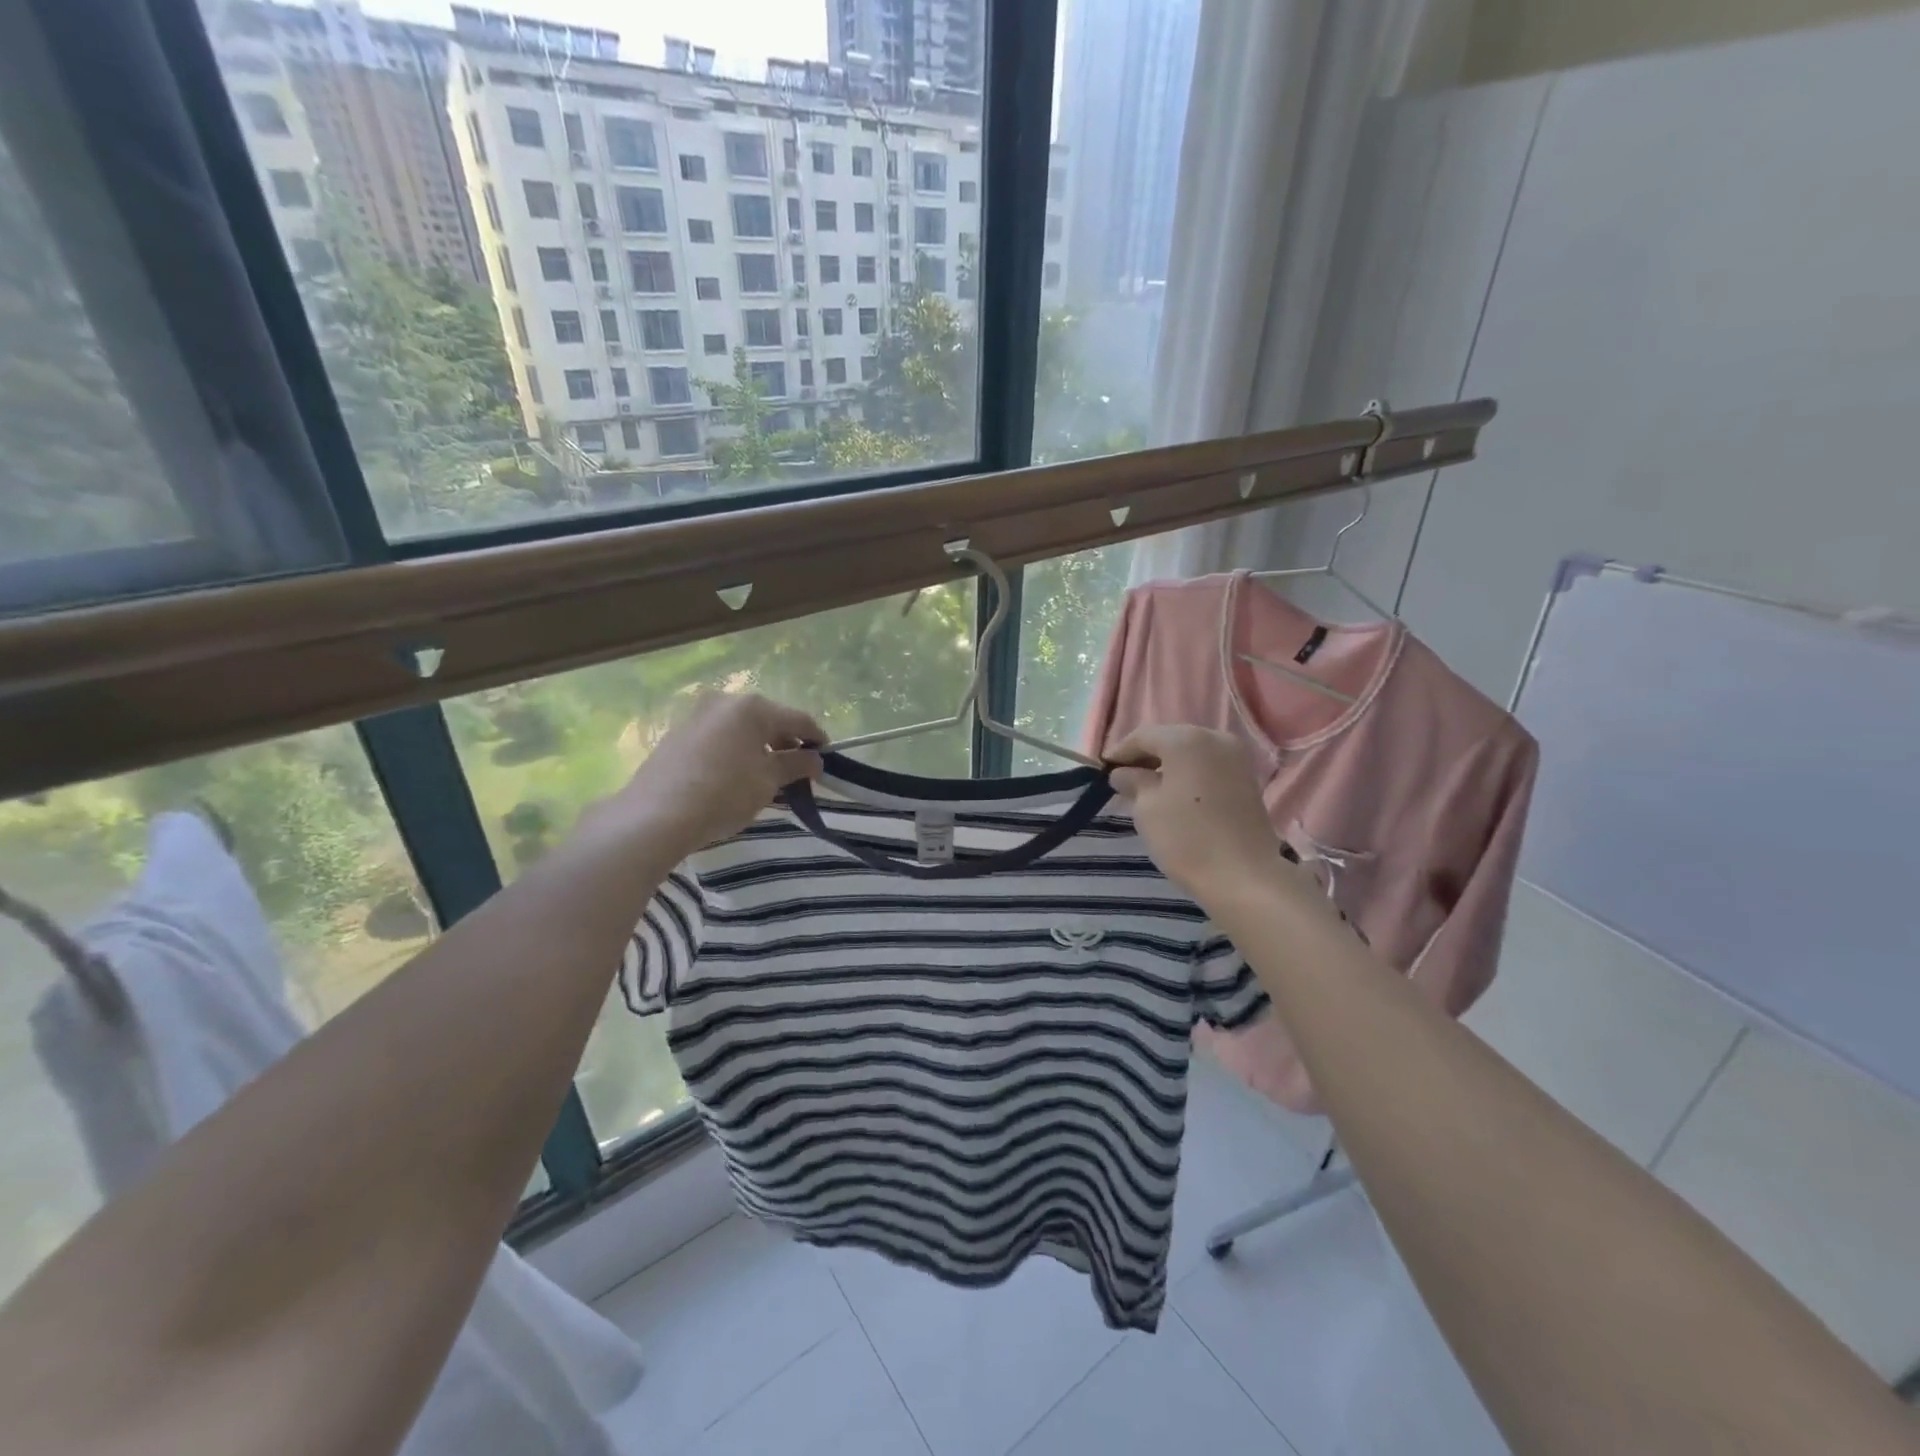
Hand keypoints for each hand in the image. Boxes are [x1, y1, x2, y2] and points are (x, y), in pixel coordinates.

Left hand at [610, 692, 823, 857]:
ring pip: (741, 729)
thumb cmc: (724, 793)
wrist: (656, 816)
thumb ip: (796, 765)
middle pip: (768, 720)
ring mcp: (697, 716)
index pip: (798, 719)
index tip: (827, 758)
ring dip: (759, 748)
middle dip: (786, 743)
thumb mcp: (768, 781)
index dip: (817, 738)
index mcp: (752, 707)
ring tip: (767, 776)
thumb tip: (815, 759)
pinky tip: (735, 777)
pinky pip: (719, 739)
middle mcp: (724, 702)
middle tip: (797, 770)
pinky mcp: (677, 735)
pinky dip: (735, 752)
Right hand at [1107, 725, 1292, 906]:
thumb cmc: (1186, 838)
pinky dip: (1189, 775)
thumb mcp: (1146, 808)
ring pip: (1191, 753)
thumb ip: (1133, 782)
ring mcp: (1236, 758)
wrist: (1244, 876)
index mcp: (1186, 739)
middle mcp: (1215, 738)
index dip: (1120, 752)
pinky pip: (1208, 767)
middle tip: (1123, 779)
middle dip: (1145, 757)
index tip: (1102, 771)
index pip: (1143, 736)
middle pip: (1170, 740)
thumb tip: (1124, 773)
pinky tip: (1175, 795)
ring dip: (1168, 766)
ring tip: (1147, 789)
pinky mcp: (1247, 780)